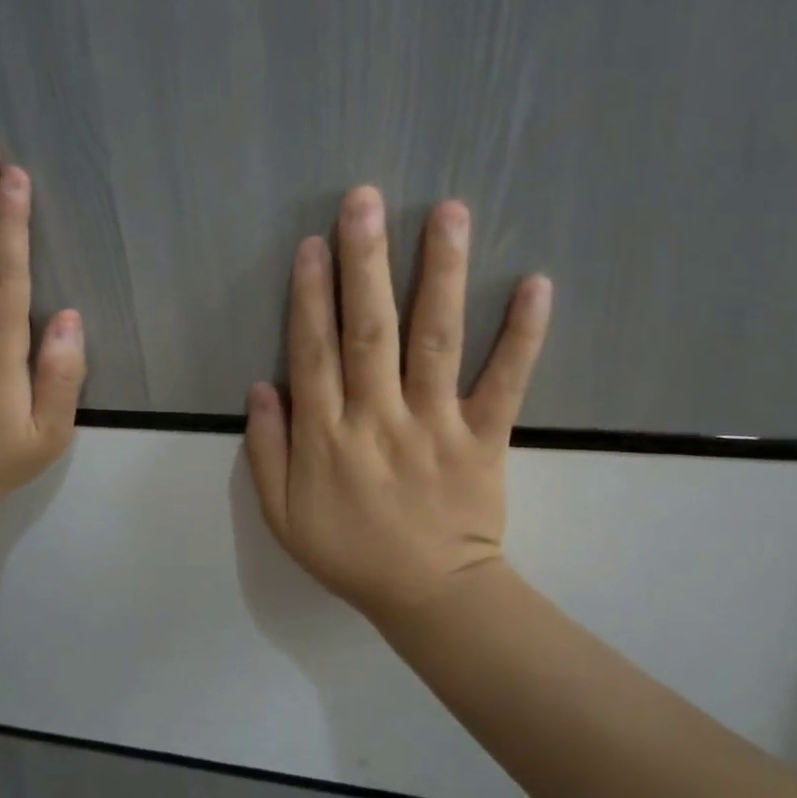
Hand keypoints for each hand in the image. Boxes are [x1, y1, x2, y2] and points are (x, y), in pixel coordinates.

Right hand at [244, 185, 551, 620]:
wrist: (431, 597)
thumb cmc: (351, 553)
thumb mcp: (283, 516)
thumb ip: (266, 451)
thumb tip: (261, 384)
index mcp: (327, 438)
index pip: (314, 353)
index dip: (310, 296)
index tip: (312, 243)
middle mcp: (379, 419)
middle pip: (369, 331)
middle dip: (364, 263)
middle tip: (363, 200)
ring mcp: (436, 425)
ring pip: (436, 341)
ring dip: (441, 275)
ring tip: (447, 213)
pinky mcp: (485, 438)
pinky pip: (505, 383)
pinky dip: (523, 336)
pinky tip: (536, 285)